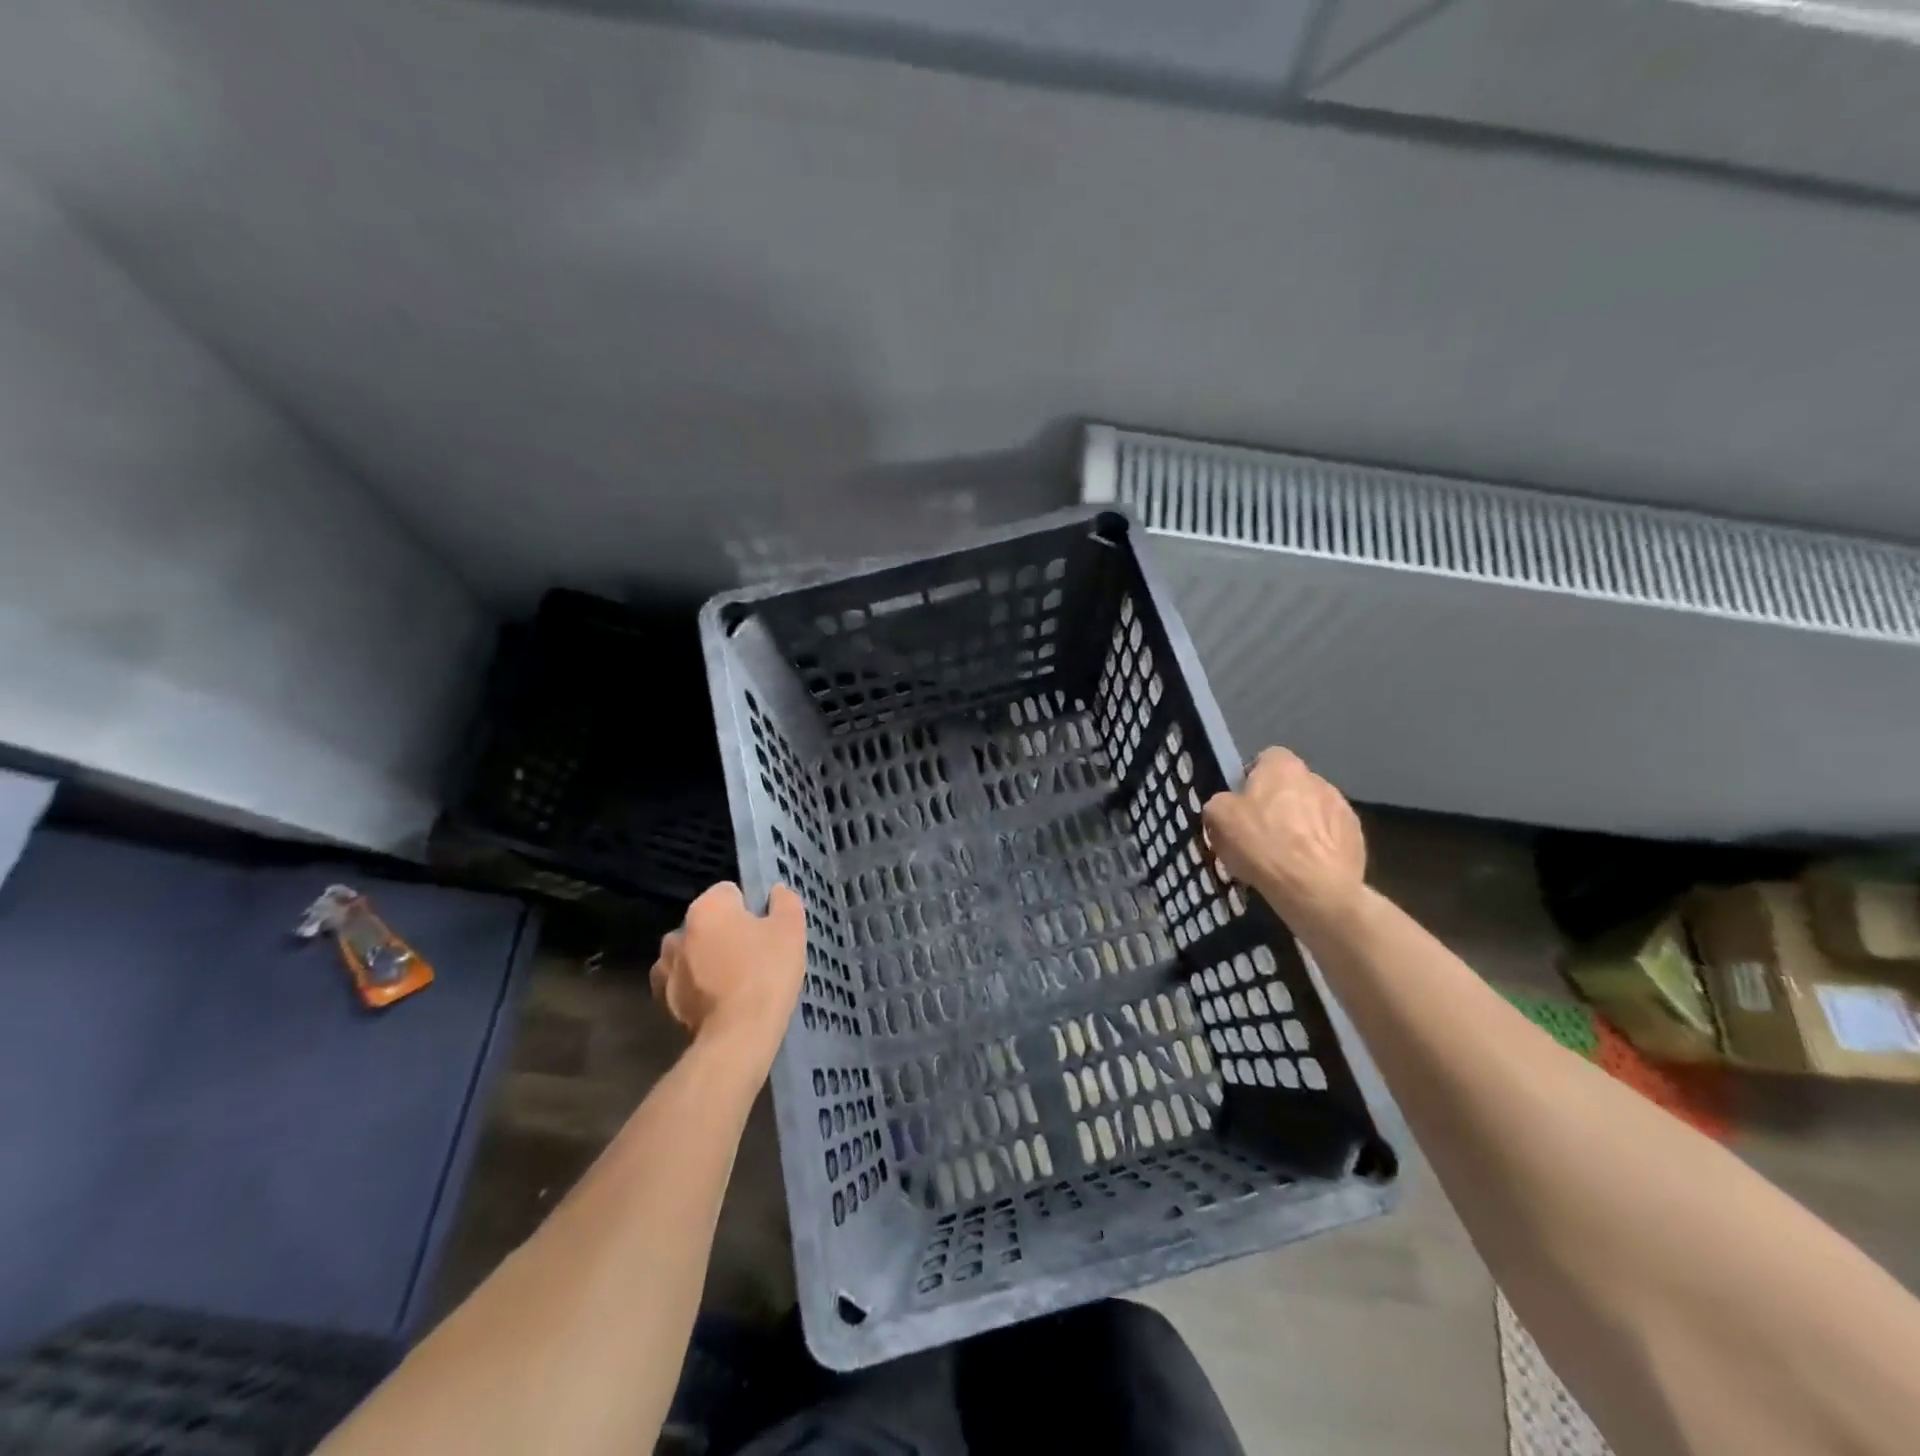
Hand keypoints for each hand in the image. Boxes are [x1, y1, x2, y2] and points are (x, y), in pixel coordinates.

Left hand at [651, 882, 807, 1066]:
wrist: (737, 1036)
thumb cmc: (766, 974)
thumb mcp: (791, 930)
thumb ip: (784, 901)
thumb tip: (775, 892)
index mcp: (707, 907)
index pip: (730, 892)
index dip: (750, 909)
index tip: (764, 932)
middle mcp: (678, 930)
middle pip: (708, 923)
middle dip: (725, 933)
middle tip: (752, 957)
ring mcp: (664, 966)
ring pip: (692, 952)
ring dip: (706, 959)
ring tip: (733, 983)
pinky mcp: (661, 999)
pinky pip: (682, 981)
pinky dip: (695, 986)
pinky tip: (717, 1002)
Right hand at [1202, 747, 1366, 926]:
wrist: (1315, 888)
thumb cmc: (1262, 844)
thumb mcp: (1218, 818)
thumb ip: (1220, 802)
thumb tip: (1228, 805)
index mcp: (1283, 767)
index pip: (1267, 758)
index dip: (1252, 778)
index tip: (1242, 804)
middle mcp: (1317, 779)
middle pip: (1291, 786)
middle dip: (1278, 803)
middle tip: (1260, 832)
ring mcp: (1342, 808)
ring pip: (1313, 811)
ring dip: (1300, 825)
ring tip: (1284, 855)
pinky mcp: (1357, 837)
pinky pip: (1330, 836)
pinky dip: (1318, 847)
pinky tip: (1305, 868)